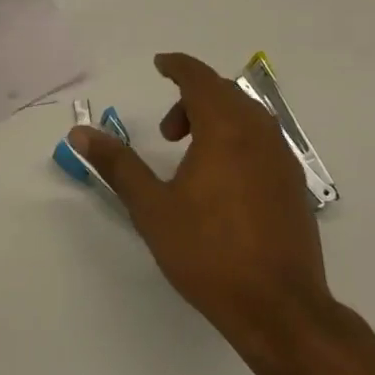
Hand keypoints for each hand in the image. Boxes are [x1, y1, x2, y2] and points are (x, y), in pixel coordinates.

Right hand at [70, 52, 340, 374]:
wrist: (279, 309)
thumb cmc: (208, 252)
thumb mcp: (152, 207)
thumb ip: (118, 164)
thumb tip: (80, 132)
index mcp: (226, 131)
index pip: (200, 79)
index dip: (178, 67)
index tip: (159, 65)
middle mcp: (260, 136)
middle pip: (225, 94)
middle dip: (192, 98)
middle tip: (167, 131)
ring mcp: (283, 161)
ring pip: (247, 118)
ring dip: (215, 120)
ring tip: (189, 157)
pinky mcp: (294, 187)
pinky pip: (262, 142)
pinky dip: (236, 140)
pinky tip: (220, 182)